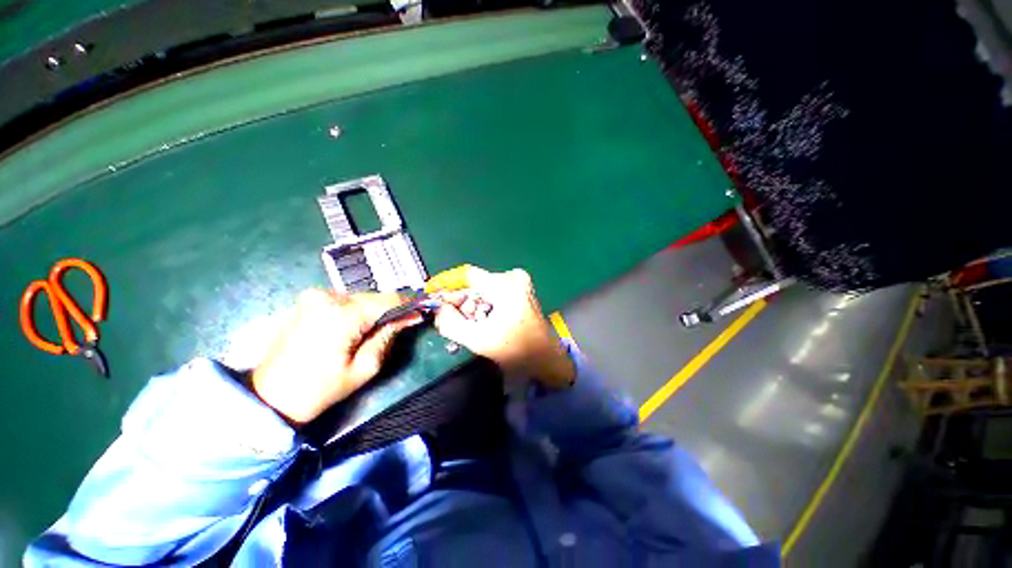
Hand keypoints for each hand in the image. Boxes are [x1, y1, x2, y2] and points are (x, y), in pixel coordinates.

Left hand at [252, 290, 420, 424]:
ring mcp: (313, 297)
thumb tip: (409, 317)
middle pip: (374, 297)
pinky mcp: (305, 302)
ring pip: (359, 298)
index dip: (409, 305)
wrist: (267, 398)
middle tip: (402, 325)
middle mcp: (327, 297)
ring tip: (378, 329)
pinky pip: (343, 301)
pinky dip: (356, 310)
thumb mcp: (365, 367)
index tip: (421, 313)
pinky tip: (357, 327)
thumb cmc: (320, 389)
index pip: (389, 299)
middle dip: (391, 309)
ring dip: (373, 310)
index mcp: (342, 315)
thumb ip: (389, 336)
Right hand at [433, 267, 573, 388]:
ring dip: (471, 306)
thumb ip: (451, 323)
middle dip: (460, 301)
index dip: (447, 283)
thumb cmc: (516, 350)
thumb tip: (438, 309)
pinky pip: (492, 294)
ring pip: (482, 290)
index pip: (468, 275)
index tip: (430, 293)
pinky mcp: (520, 290)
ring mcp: (518, 283)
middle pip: (475, 284)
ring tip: (470, 325)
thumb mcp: (478, 339)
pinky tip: (481, 321)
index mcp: (505, 285)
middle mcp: (512, 277)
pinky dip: (482, 306)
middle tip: (449, 318)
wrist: (545, 358)